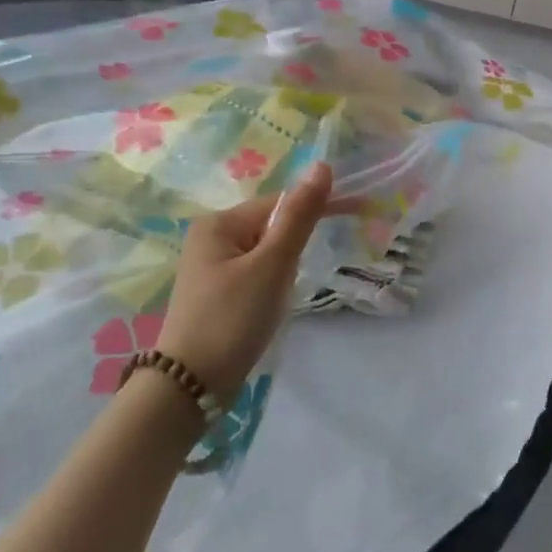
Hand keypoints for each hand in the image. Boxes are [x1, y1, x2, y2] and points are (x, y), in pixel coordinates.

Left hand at [154, 163, 340, 395]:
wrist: (191, 386)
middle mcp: (211, 237)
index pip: (280, 202)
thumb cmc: (233, 318)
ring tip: (278, 300)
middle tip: (296, 281)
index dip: (318, 207)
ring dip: (284, 270)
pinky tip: (269, 307)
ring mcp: (211, 267)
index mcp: (219, 223)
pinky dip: (271, 285)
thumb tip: (322, 166)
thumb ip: (299, 216)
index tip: (360, 212)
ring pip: (267, 254)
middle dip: (295, 249)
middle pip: (272, 227)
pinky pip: (256, 274)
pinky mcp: (216, 294)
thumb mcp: (272, 265)